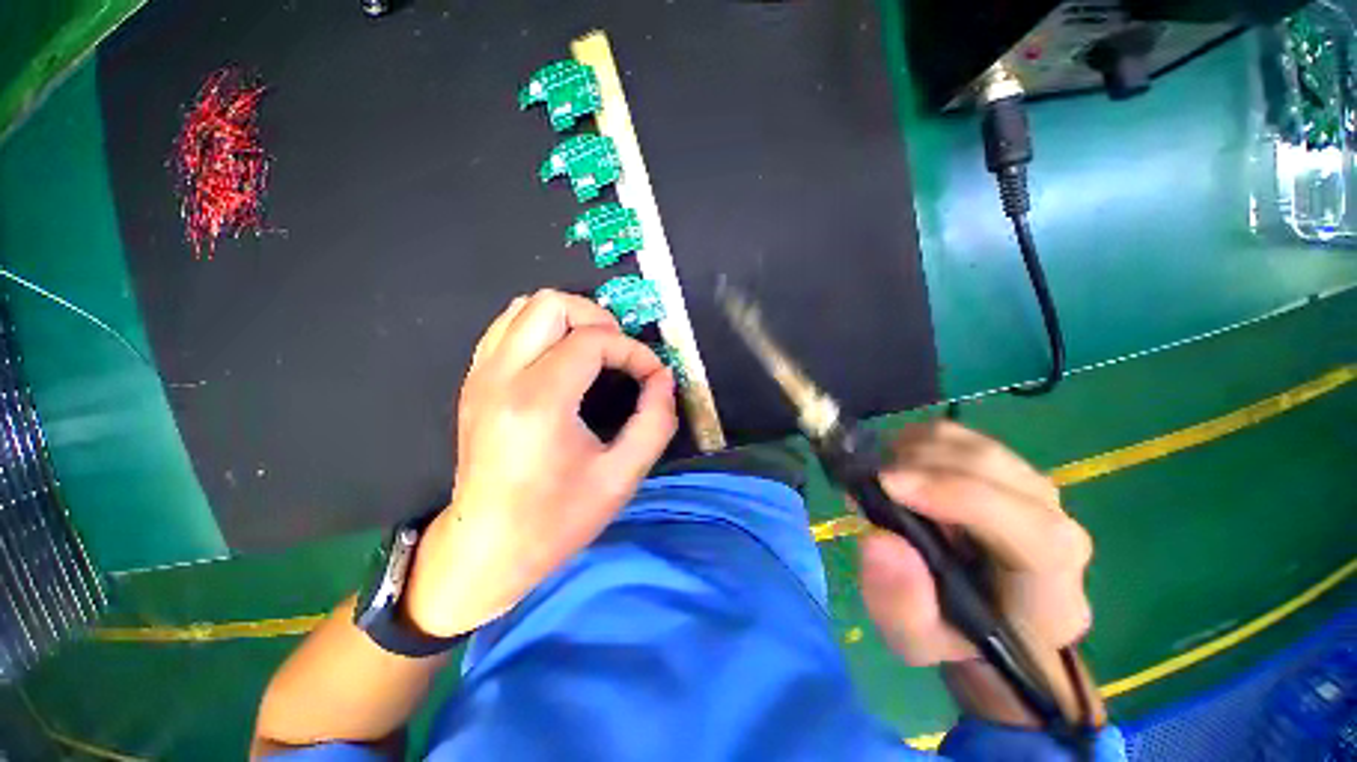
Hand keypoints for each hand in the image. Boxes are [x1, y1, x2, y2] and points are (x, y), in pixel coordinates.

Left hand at [405, 290, 676, 636]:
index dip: (633, 351)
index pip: (594, 340)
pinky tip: (562, 360)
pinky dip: (543, 330)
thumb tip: (663, 377)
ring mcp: (481, 375)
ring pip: (525, 307)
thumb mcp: (622, 477)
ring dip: (570, 320)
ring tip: (595, 352)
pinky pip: (508, 327)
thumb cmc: (556, 520)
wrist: (485, 548)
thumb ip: (655, 421)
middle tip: (621, 353)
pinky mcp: (474, 381)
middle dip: (599, 319)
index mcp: (539, 402)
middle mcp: (502, 376)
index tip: (652, 375)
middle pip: (552, 304)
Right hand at [858, 420, 1098, 725]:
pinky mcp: (1001, 467)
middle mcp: (1055, 527)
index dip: (959, 496)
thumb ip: (899, 602)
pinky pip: (959, 435)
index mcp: (1050, 590)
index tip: (888, 484)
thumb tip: (879, 539)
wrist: (977, 614)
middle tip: (870, 481)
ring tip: (879, 477)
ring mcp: (1030, 490)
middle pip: (997, 471)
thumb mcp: (914, 639)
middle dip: (921, 464)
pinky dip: (917, 440)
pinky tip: (895, 465)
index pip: (1035, 532)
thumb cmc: (949, 632)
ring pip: (974, 445)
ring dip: (915, 451)